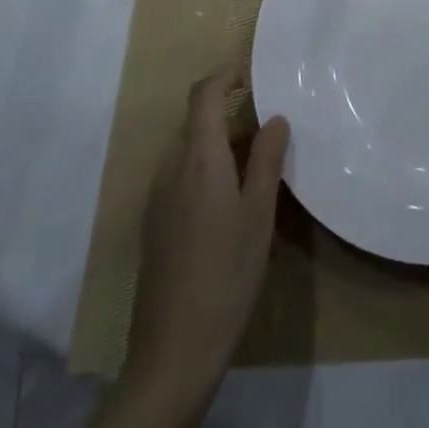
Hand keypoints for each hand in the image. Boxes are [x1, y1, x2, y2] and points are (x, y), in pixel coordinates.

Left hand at [126, 70, 289, 393]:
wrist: (174, 352)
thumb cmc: (227, 272)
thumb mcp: (259, 212)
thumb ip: (266, 158)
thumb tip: (274, 118)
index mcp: (198, 159)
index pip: (203, 96)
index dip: (224, 77)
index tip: (251, 76)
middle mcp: (170, 171)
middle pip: (197, 124)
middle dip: (231, 119)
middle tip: (270, 135)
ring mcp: (157, 201)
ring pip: (190, 154)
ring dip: (220, 149)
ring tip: (257, 172)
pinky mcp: (154, 228)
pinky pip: (181, 180)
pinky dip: (206, 174)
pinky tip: (231, 208)